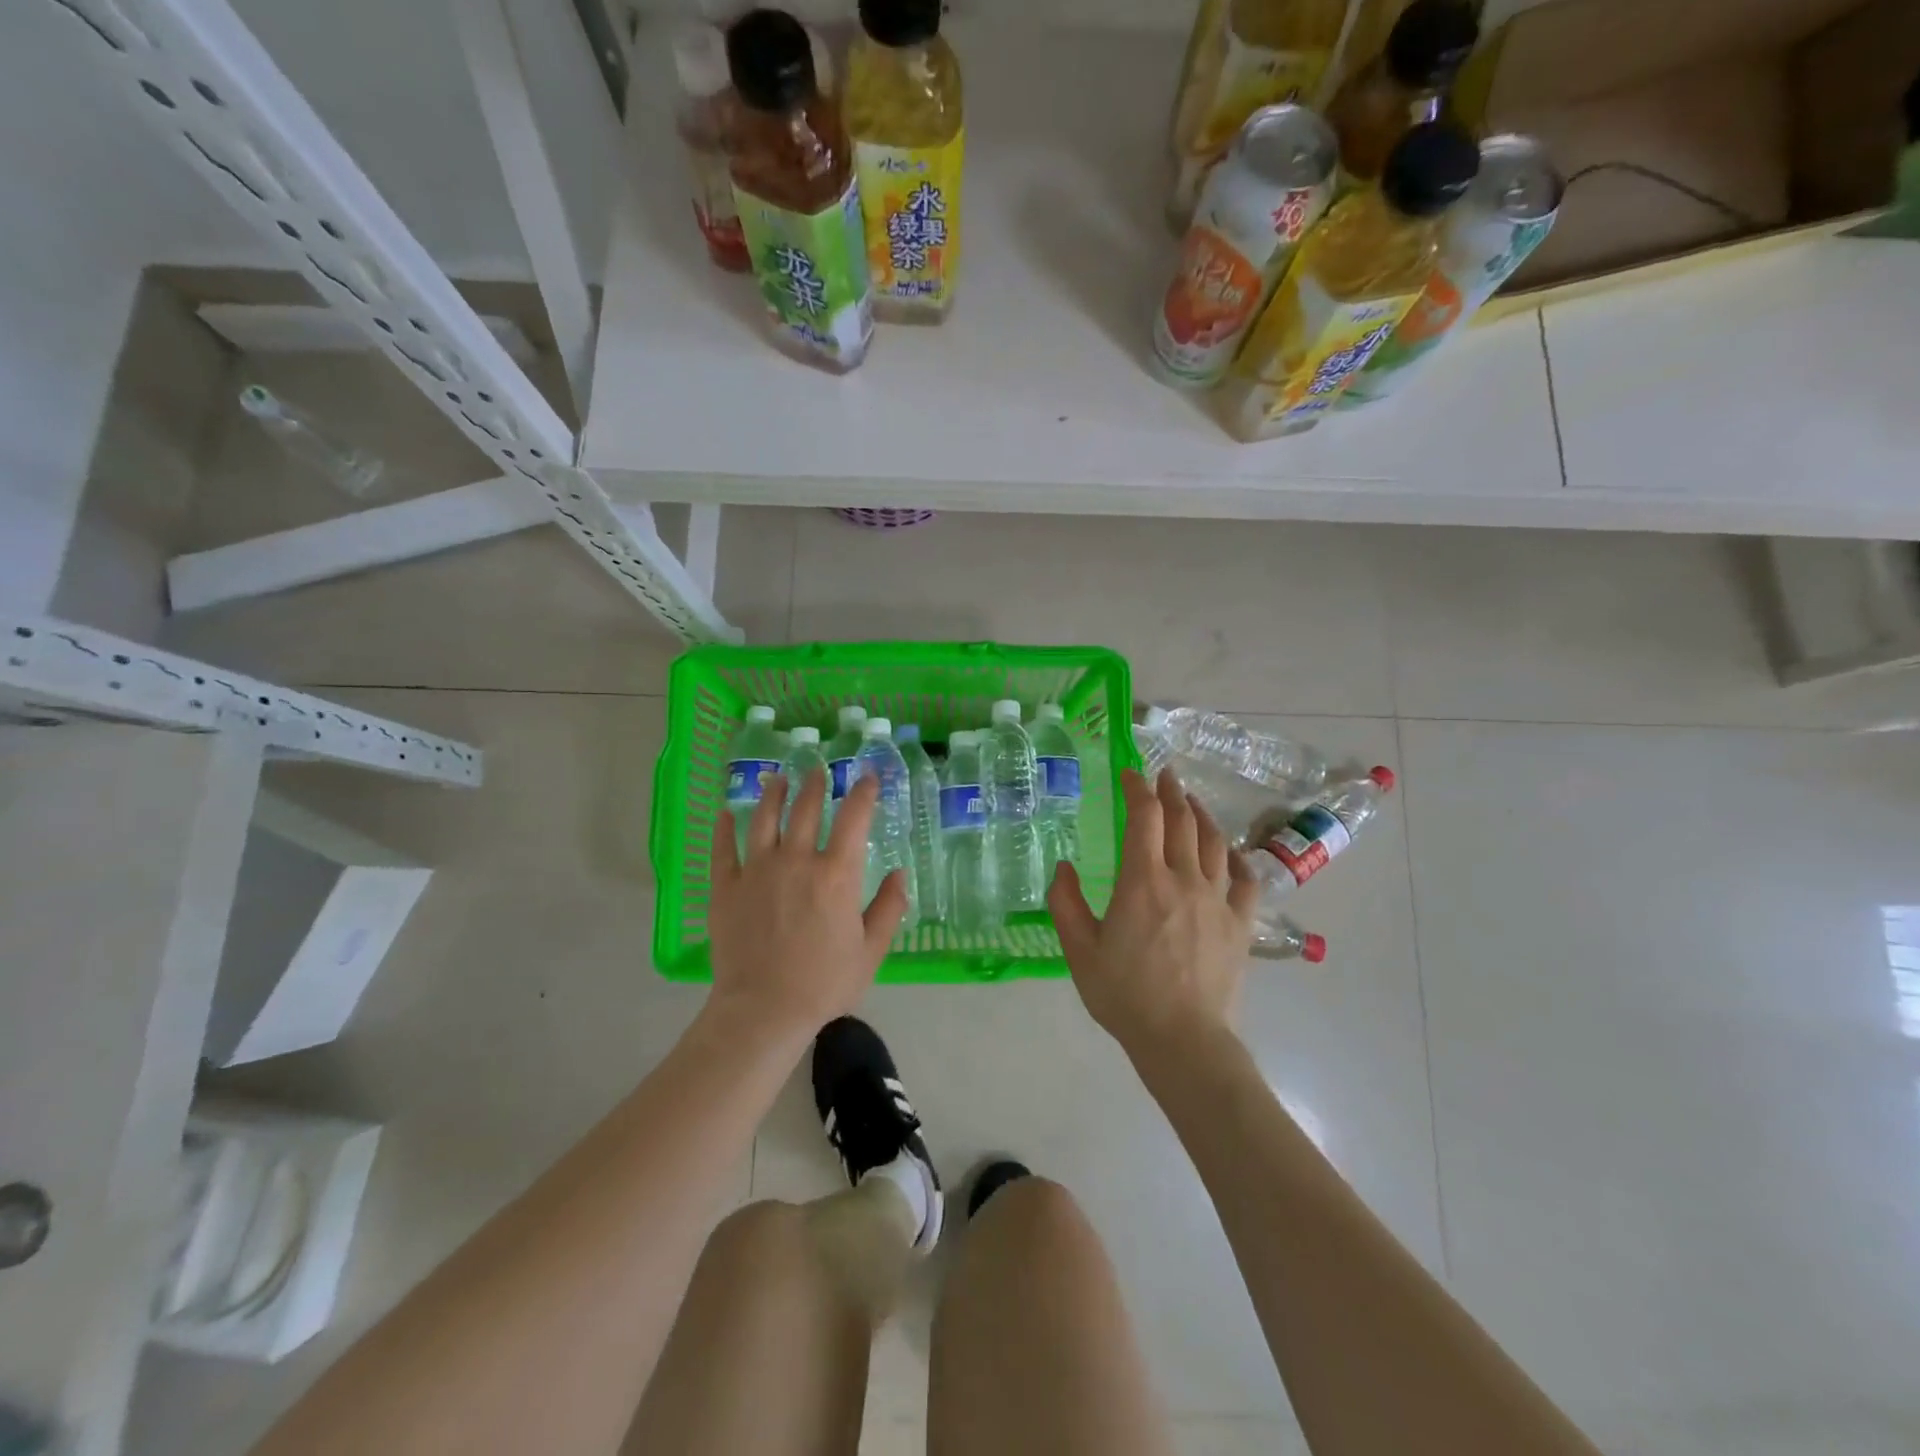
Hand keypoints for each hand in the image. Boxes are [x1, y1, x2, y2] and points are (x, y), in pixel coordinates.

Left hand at [705, 769, 907, 1041]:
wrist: (764, 1009)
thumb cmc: (824, 982)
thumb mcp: (871, 950)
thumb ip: (889, 908)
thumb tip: (900, 873)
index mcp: (835, 874)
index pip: (853, 818)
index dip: (862, 793)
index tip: (866, 778)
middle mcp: (796, 860)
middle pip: (806, 809)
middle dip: (815, 784)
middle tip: (818, 769)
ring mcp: (757, 870)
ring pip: (764, 819)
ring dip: (773, 794)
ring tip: (777, 779)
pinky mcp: (725, 887)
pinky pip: (723, 849)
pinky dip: (724, 828)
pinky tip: (725, 814)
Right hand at [1050, 768, 1259, 1061]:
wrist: (1183, 1040)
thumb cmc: (1125, 995)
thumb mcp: (1079, 951)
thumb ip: (1065, 903)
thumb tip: (1063, 867)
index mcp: (1142, 881)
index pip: (1144, 816)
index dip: (1137, 789)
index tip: (1130, 775)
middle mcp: (1184, 879)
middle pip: (1183, 820)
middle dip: (1172, 792)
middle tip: (1165, 776)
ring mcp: (1217, 900)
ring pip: (1215, 843)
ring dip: (1202, 815)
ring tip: (1192, 803)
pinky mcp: (1239, 924)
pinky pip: (1245, 880)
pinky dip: (1236, 858)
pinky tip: (1229, 853)